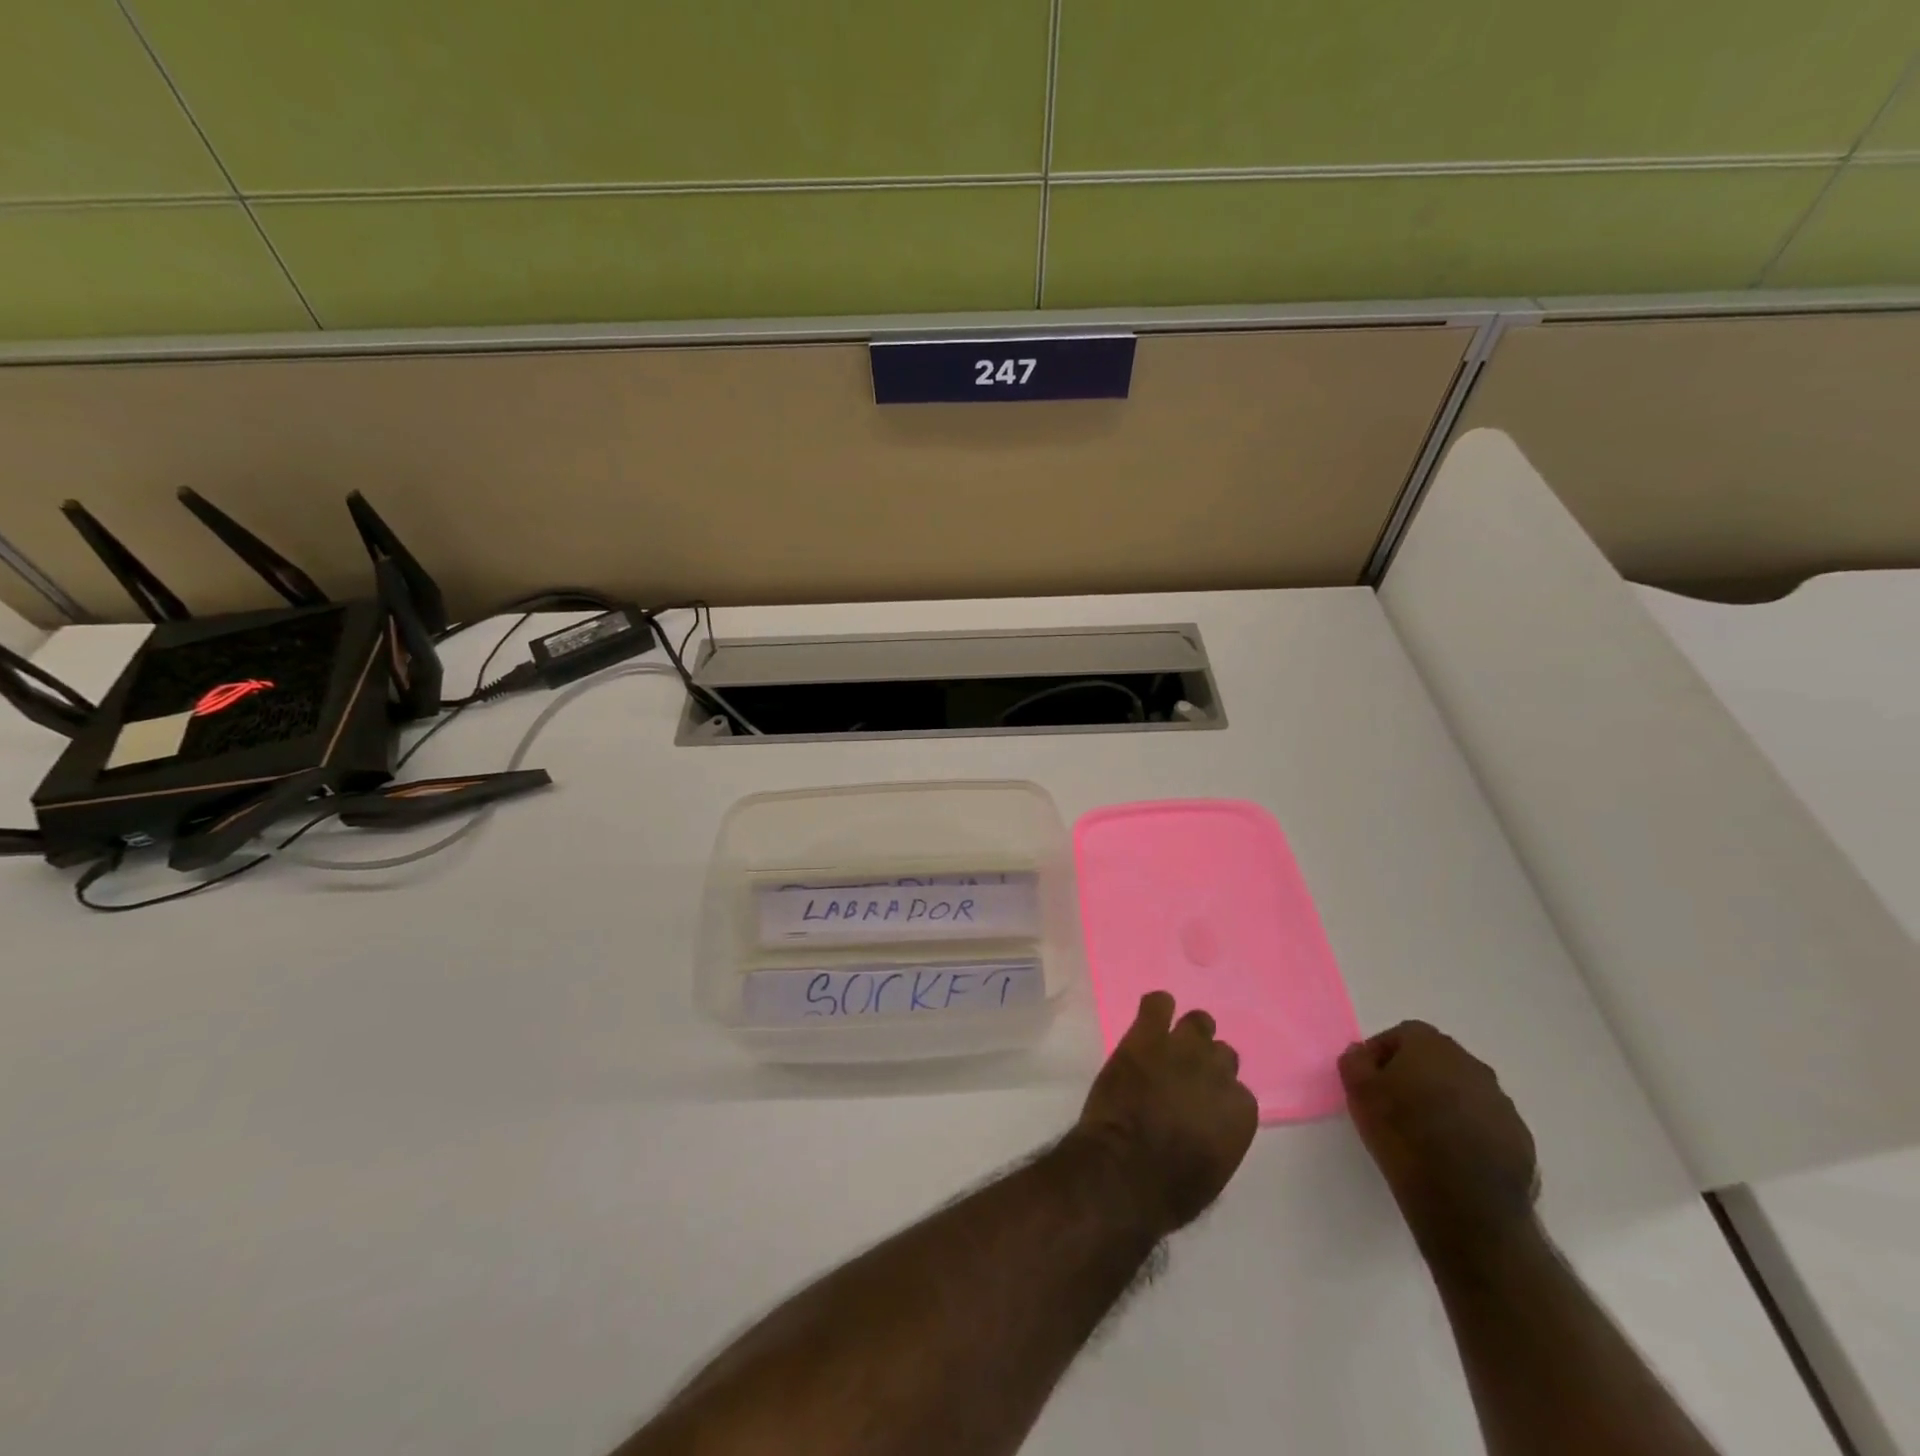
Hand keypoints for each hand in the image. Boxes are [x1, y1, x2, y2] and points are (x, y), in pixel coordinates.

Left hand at [1075, 991, 1257, 1235]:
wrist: (1123, 1171)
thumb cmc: (1168, 1190)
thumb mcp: (1212, 1172)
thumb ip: (1220, 1137)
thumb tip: (1209, 1125)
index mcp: (1240, 1112)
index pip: (1239, 1093)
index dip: (1219, 1097)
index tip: (1203, 1105)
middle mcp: (1218, 1073)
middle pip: (1222, 1054)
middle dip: (1206, 1063)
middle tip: (1185, 1074)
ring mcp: (1182, 1049)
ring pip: (1197, 1022)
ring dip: (1187, 1032)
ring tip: (1169, 1042)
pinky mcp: (1146, 1036)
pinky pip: (1157, 1004)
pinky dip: (1156, 1007)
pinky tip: (1151, 1016)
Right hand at [1338, 1021, 1538, 1264]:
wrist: (1465, 1201)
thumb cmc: (1403, 1134)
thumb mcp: (1357, 1091)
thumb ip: (1355, 1061)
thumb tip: (1363, 1054)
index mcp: (1432, 1046)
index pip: (1402, 1035)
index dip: (1382, 1054)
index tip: (1369, 1081)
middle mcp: (1472, 1065)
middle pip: (1436, 1061)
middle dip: (1415, 1076)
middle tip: (1393, 1104)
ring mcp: (1501, 1103)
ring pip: (1463, 1092)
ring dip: (1443, 1103)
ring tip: (1423, 1135)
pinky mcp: (1519, 1139)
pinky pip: (1484, 1124)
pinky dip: (1467, 1131)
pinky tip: (1451, 1157)